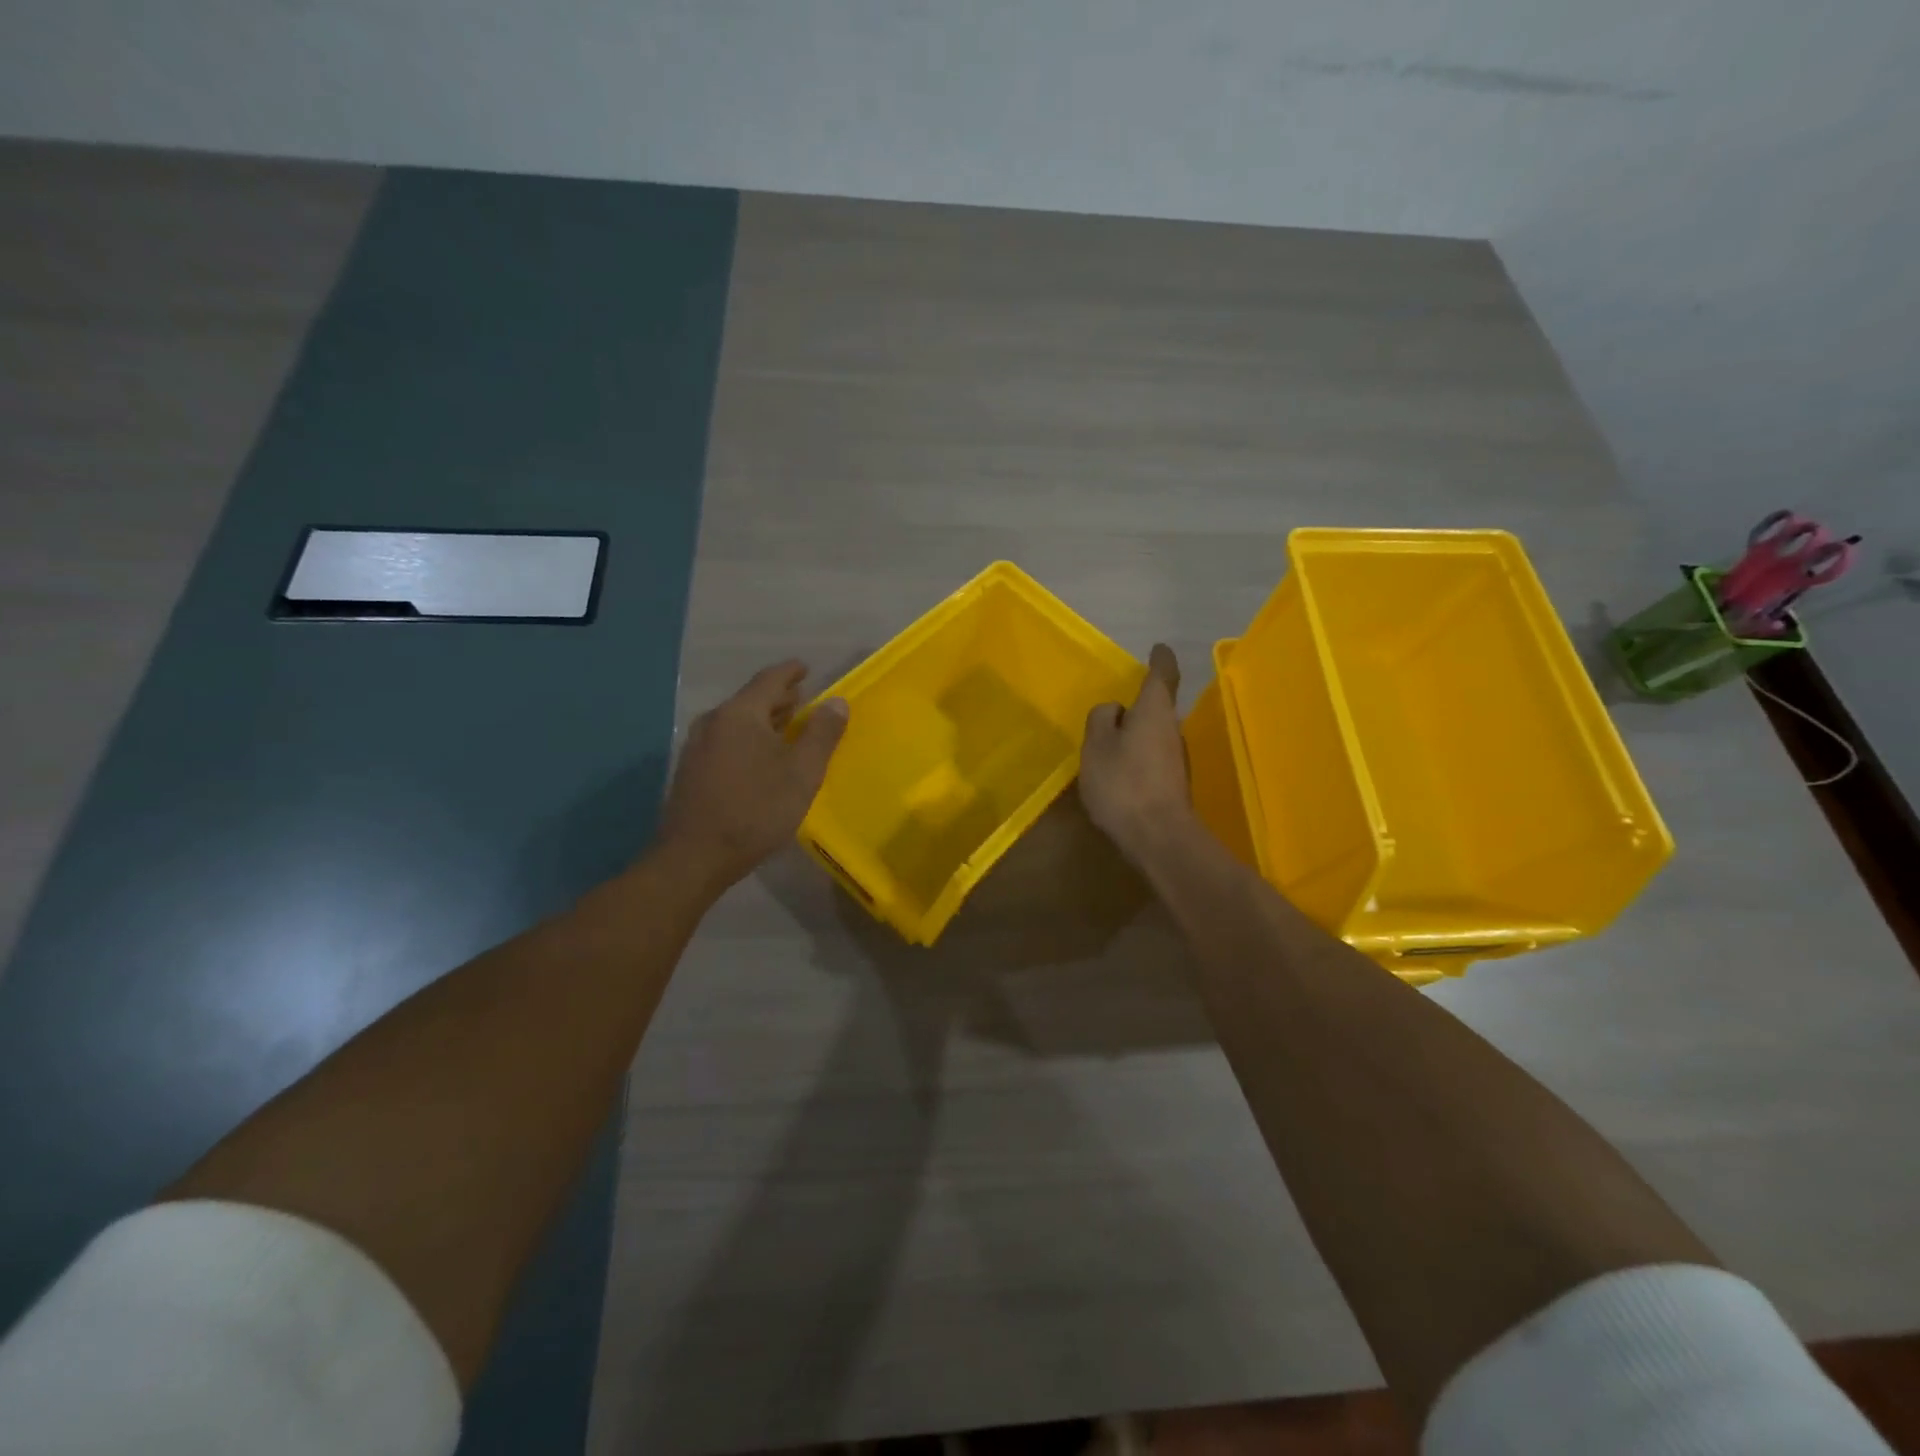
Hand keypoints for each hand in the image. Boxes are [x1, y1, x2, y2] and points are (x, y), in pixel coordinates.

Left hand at [658, 661, 848, 891]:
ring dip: (762, 720)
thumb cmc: (756, 810)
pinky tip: (759, 757)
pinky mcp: (691, 771)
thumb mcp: (802, 773)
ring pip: (736, 721)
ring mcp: (697, 747)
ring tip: (785, 726)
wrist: (694, 857)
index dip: (790, 672)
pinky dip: (747, 738)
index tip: (805, 668)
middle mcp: (714, 722)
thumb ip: (822, 734)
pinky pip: (725, 740)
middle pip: (750, 699)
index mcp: (740, 714)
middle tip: (801, 699)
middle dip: (778, 697)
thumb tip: (837, 702)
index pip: (769, 680)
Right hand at [1080, 644, 1193, 863]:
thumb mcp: (1097, 745)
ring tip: (1107, 748)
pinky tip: (1118, 776)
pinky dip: (1136, 759)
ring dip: (1135, 735)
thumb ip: (1101, 720)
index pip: (1163, 675)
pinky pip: (1152, 759)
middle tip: (1111, 713)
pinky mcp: (1174, 784)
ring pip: (1153, 735)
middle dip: (1137, 706)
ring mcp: (1176, 758)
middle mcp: (1172, 729)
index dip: (1160, 659)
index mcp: (1154, 711)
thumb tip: (1114, 710)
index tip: (1158, 648)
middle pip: (1157, 707)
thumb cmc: (1123, 783)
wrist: (1159, 837)